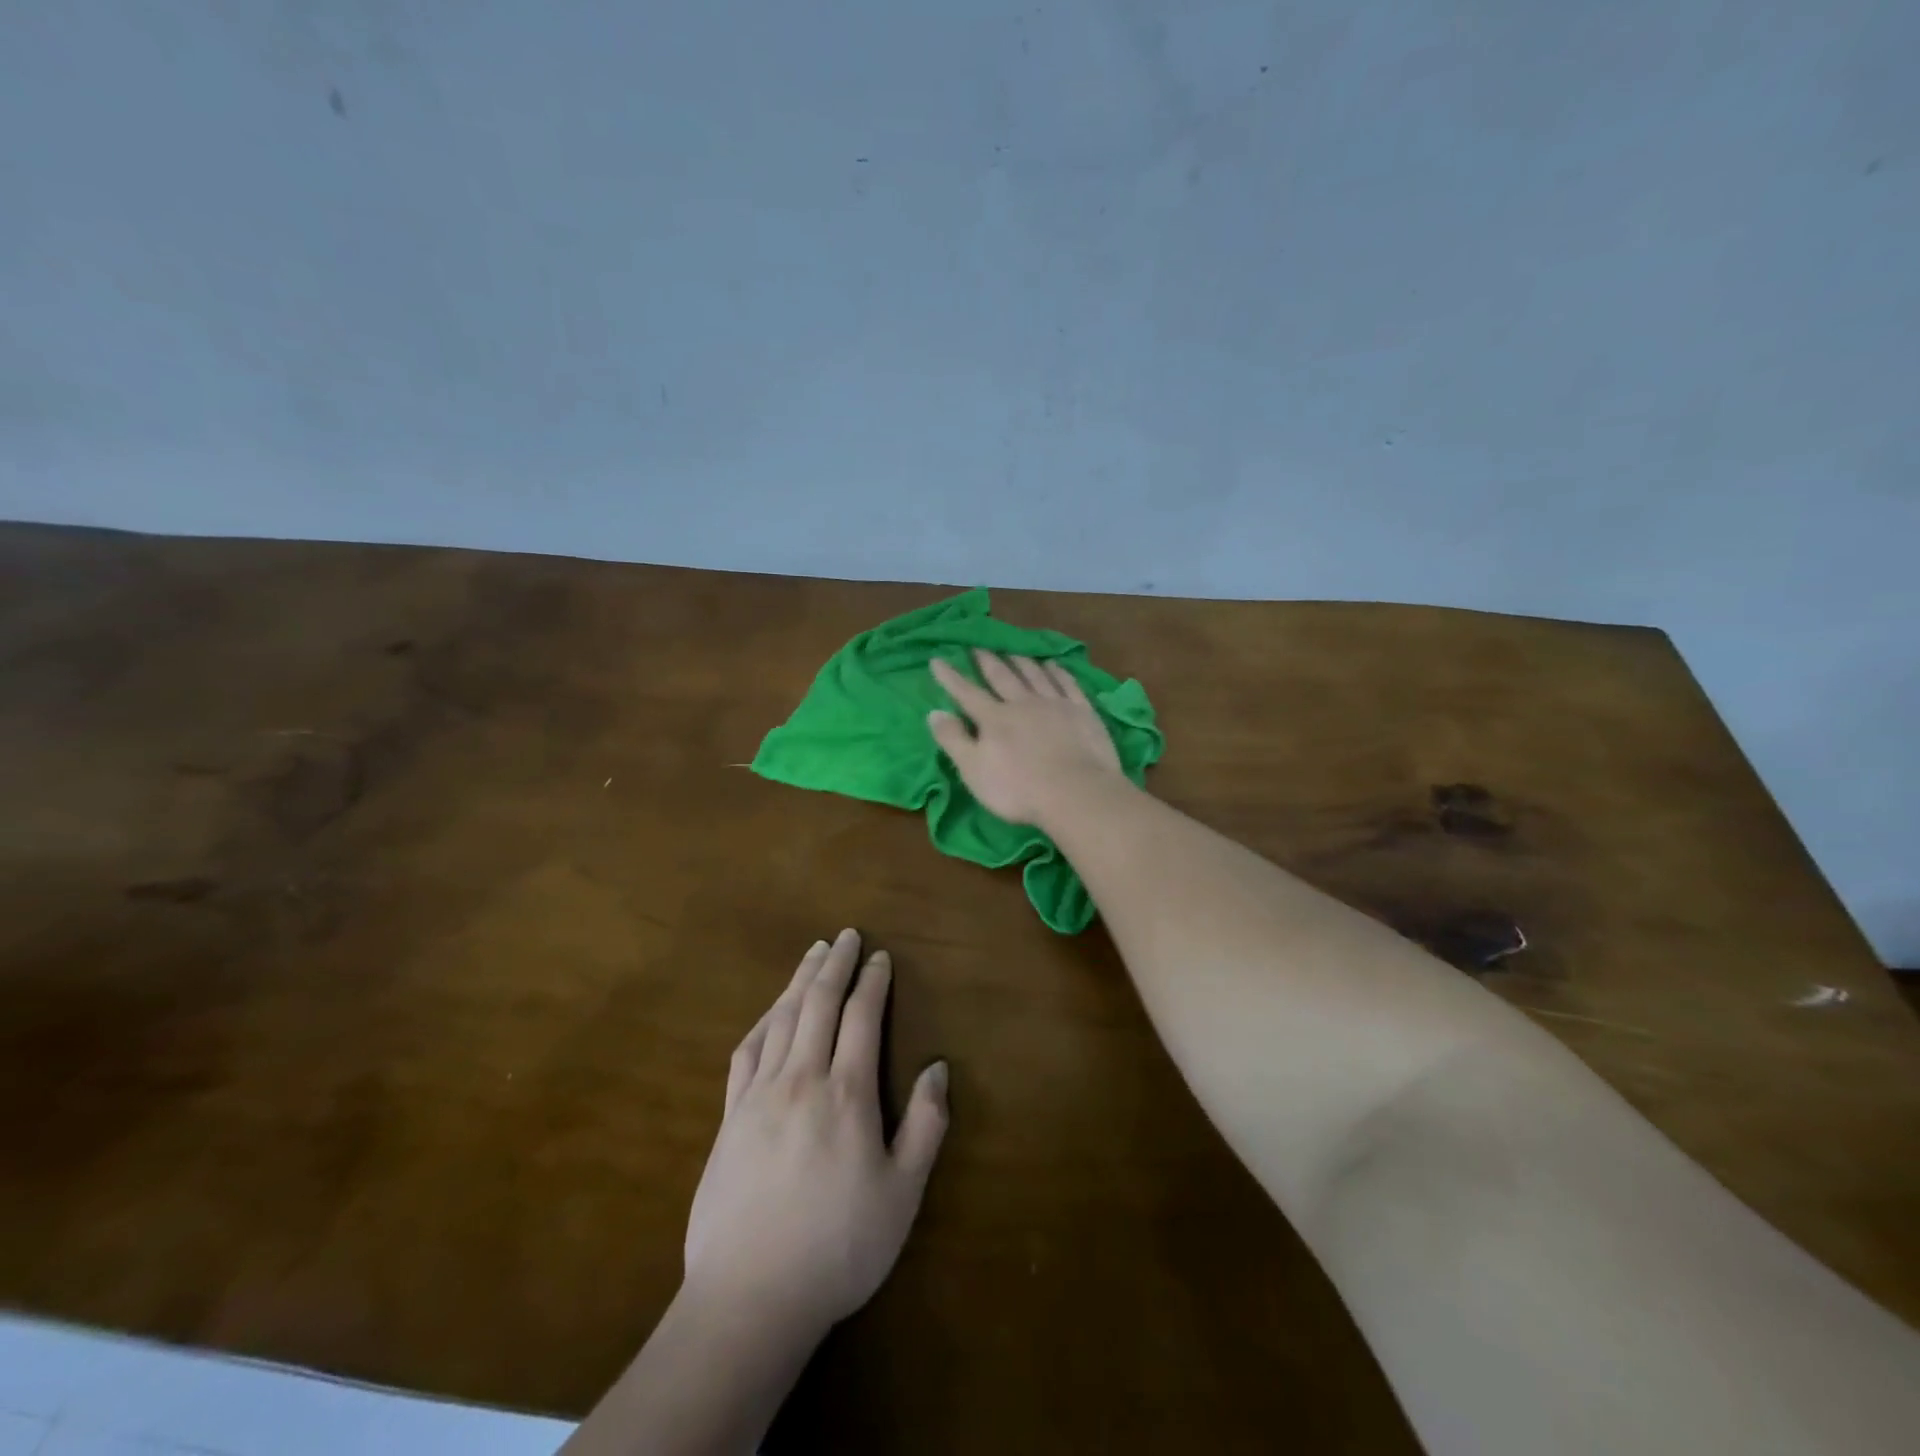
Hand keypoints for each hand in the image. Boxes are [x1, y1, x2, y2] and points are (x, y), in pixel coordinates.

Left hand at [684, 930, 948, 1335]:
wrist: (749, 1298)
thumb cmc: (839, 1247)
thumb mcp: (902, 1194)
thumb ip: (924, 1125)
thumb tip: (938, 1067)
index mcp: (847, 1093)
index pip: (861, 1017)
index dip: (872, 982)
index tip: (880, 957)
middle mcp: (802, 1078)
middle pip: (819, 1003)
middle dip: (835, 964)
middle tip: (845, 935)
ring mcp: (760, 1094)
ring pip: (783, 1017)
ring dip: (800, 980)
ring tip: (813, 953)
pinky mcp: (730, 1116)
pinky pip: (747, 1050)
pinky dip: (764, 1019)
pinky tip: (772, 1011)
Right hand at [928, 650, 1126, 826]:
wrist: (1076, 793)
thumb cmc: (1018, 789)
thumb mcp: (974, 770)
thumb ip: (953, 740)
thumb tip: (934, 712)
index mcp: (995, 718)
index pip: (967, 693)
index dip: (951, 677)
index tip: (937, 660)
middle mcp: (1023, 703)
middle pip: (1003, 676)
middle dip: (987, 661)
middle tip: (978, 647)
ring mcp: (1055, 704)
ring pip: (1035, 675)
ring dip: (1022, 661)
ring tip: (1013, 652)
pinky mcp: (1082, 711)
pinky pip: (1068, 684)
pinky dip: (1058, 672)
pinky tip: (1054, 665)